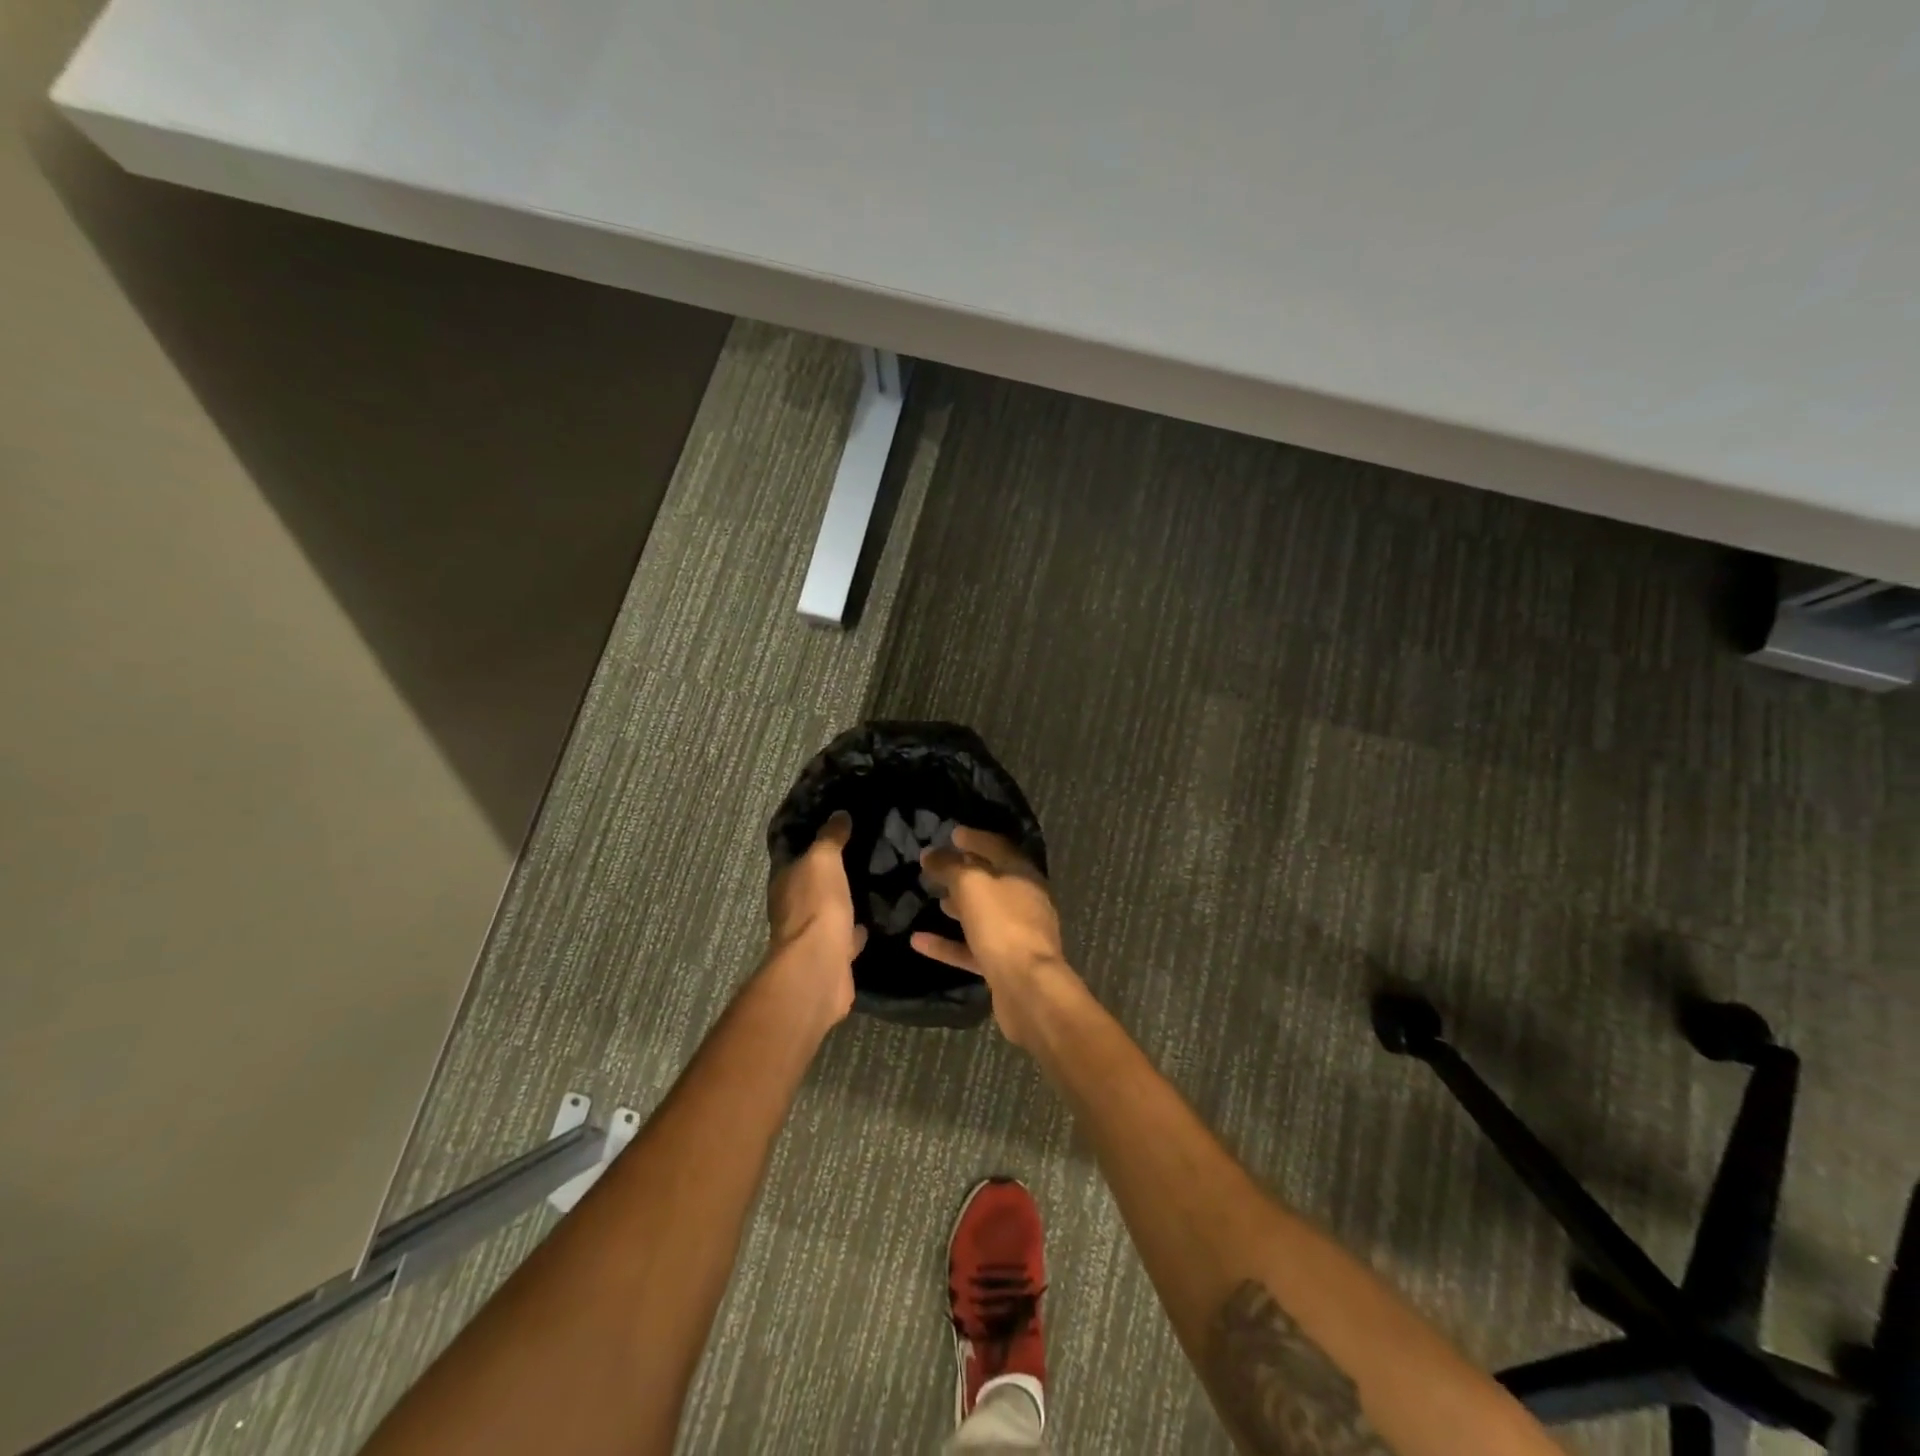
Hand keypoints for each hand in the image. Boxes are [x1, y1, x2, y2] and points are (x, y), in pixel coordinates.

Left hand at [765, 811, 864, 1025]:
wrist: (820, 967)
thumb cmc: (816, 906)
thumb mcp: (823, 860)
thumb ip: (830, 838)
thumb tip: (839, 814)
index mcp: (785, 883)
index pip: (794, 856)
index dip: (810, 842)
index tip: (834, 829)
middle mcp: (792, 909)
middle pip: (811, 885)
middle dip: (829, 873)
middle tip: (858, 854)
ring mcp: (811, 935)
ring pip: (829, 911)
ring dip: (843, 901)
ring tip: (869, 885)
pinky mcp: (832, 957)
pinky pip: (845, 936)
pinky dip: (855, 929)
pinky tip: (873, 920)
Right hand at [914, 826, 1076, 1047]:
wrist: (1028, 988)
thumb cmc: (1002, 925)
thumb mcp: (971, 885)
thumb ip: (949, 867)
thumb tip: (930, 854)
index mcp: (1023, 875)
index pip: (998, 847)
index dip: (975, 839)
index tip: (952, 834)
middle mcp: (1024, 902)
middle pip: (992, 880)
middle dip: (965, 872)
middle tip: (937, 866)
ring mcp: (1015, 935)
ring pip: (983, 914)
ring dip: (959, 905)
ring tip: (934, 897)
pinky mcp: (1003, 965)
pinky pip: (971, 948)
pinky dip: (948, 943)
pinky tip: (918, 941)